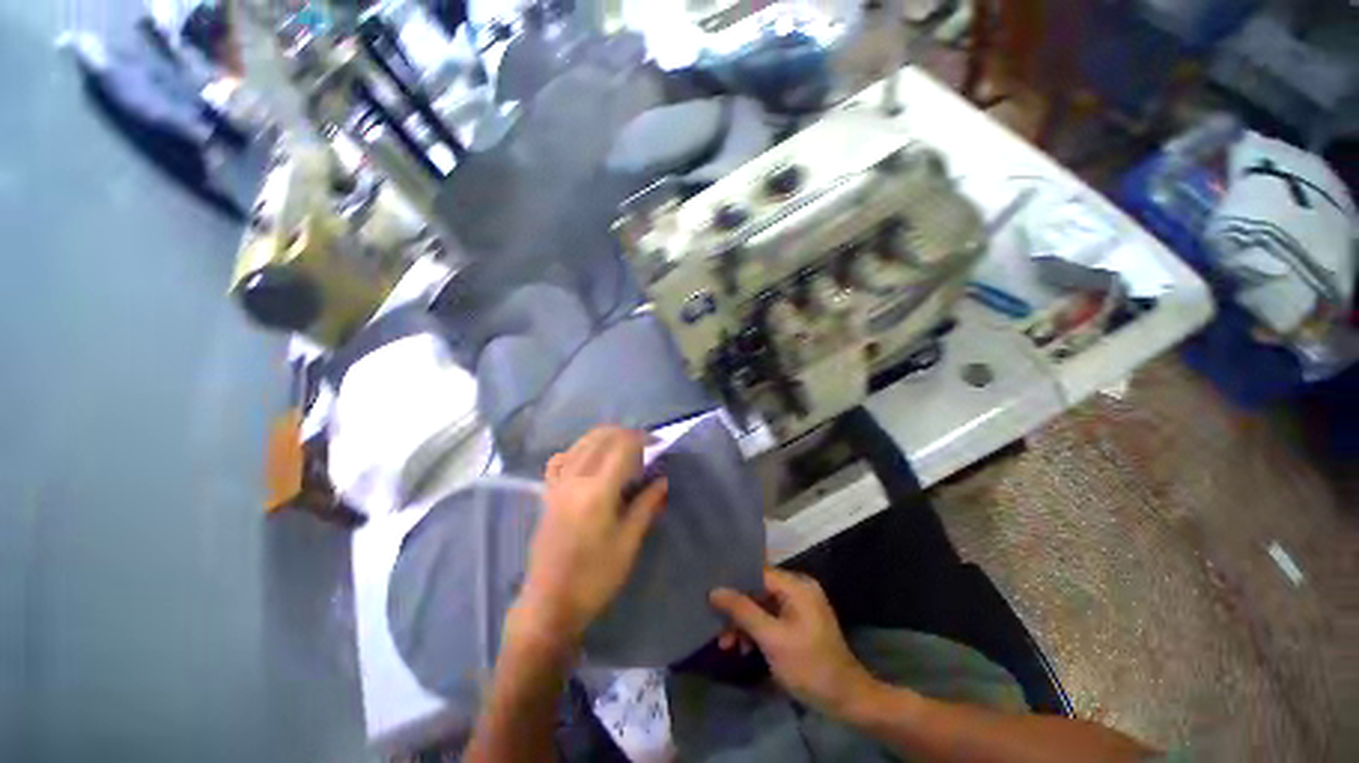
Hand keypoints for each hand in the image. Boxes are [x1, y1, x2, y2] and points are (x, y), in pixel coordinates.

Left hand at [513, 427, 667, 649]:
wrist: (549, 604)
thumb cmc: (594, 578)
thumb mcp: (627, 543)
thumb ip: (646, 506)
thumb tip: (662, 481)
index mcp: (597, 491)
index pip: (622, 447)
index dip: (642, 438)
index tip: (658, 442)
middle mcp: (575, 479)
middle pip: (600, 438)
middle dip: (625, 433)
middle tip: (644, 443)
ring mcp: (557, 485)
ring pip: (580, 444)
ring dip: (603, 437)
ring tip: (622, 445)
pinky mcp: (547, 495)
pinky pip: (560, 460)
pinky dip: (577, 450)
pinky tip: (587, 459)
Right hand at [710, 569, 875, 715]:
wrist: (846, 700)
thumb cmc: (809, 665)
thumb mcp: (772, 639)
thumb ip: (743, 611)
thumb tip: (714, 591)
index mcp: (796, 585)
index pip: (758, 572)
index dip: (734, 582)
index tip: (711, 593)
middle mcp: (798, 589)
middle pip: (758, 590)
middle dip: (737, 610)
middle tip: (717, 628)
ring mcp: (799, 606)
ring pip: (762, 606)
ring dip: (744, 624)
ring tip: (727, 645)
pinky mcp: (798, 623)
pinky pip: (771, 618)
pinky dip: (757, 631)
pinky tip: (744, 648)